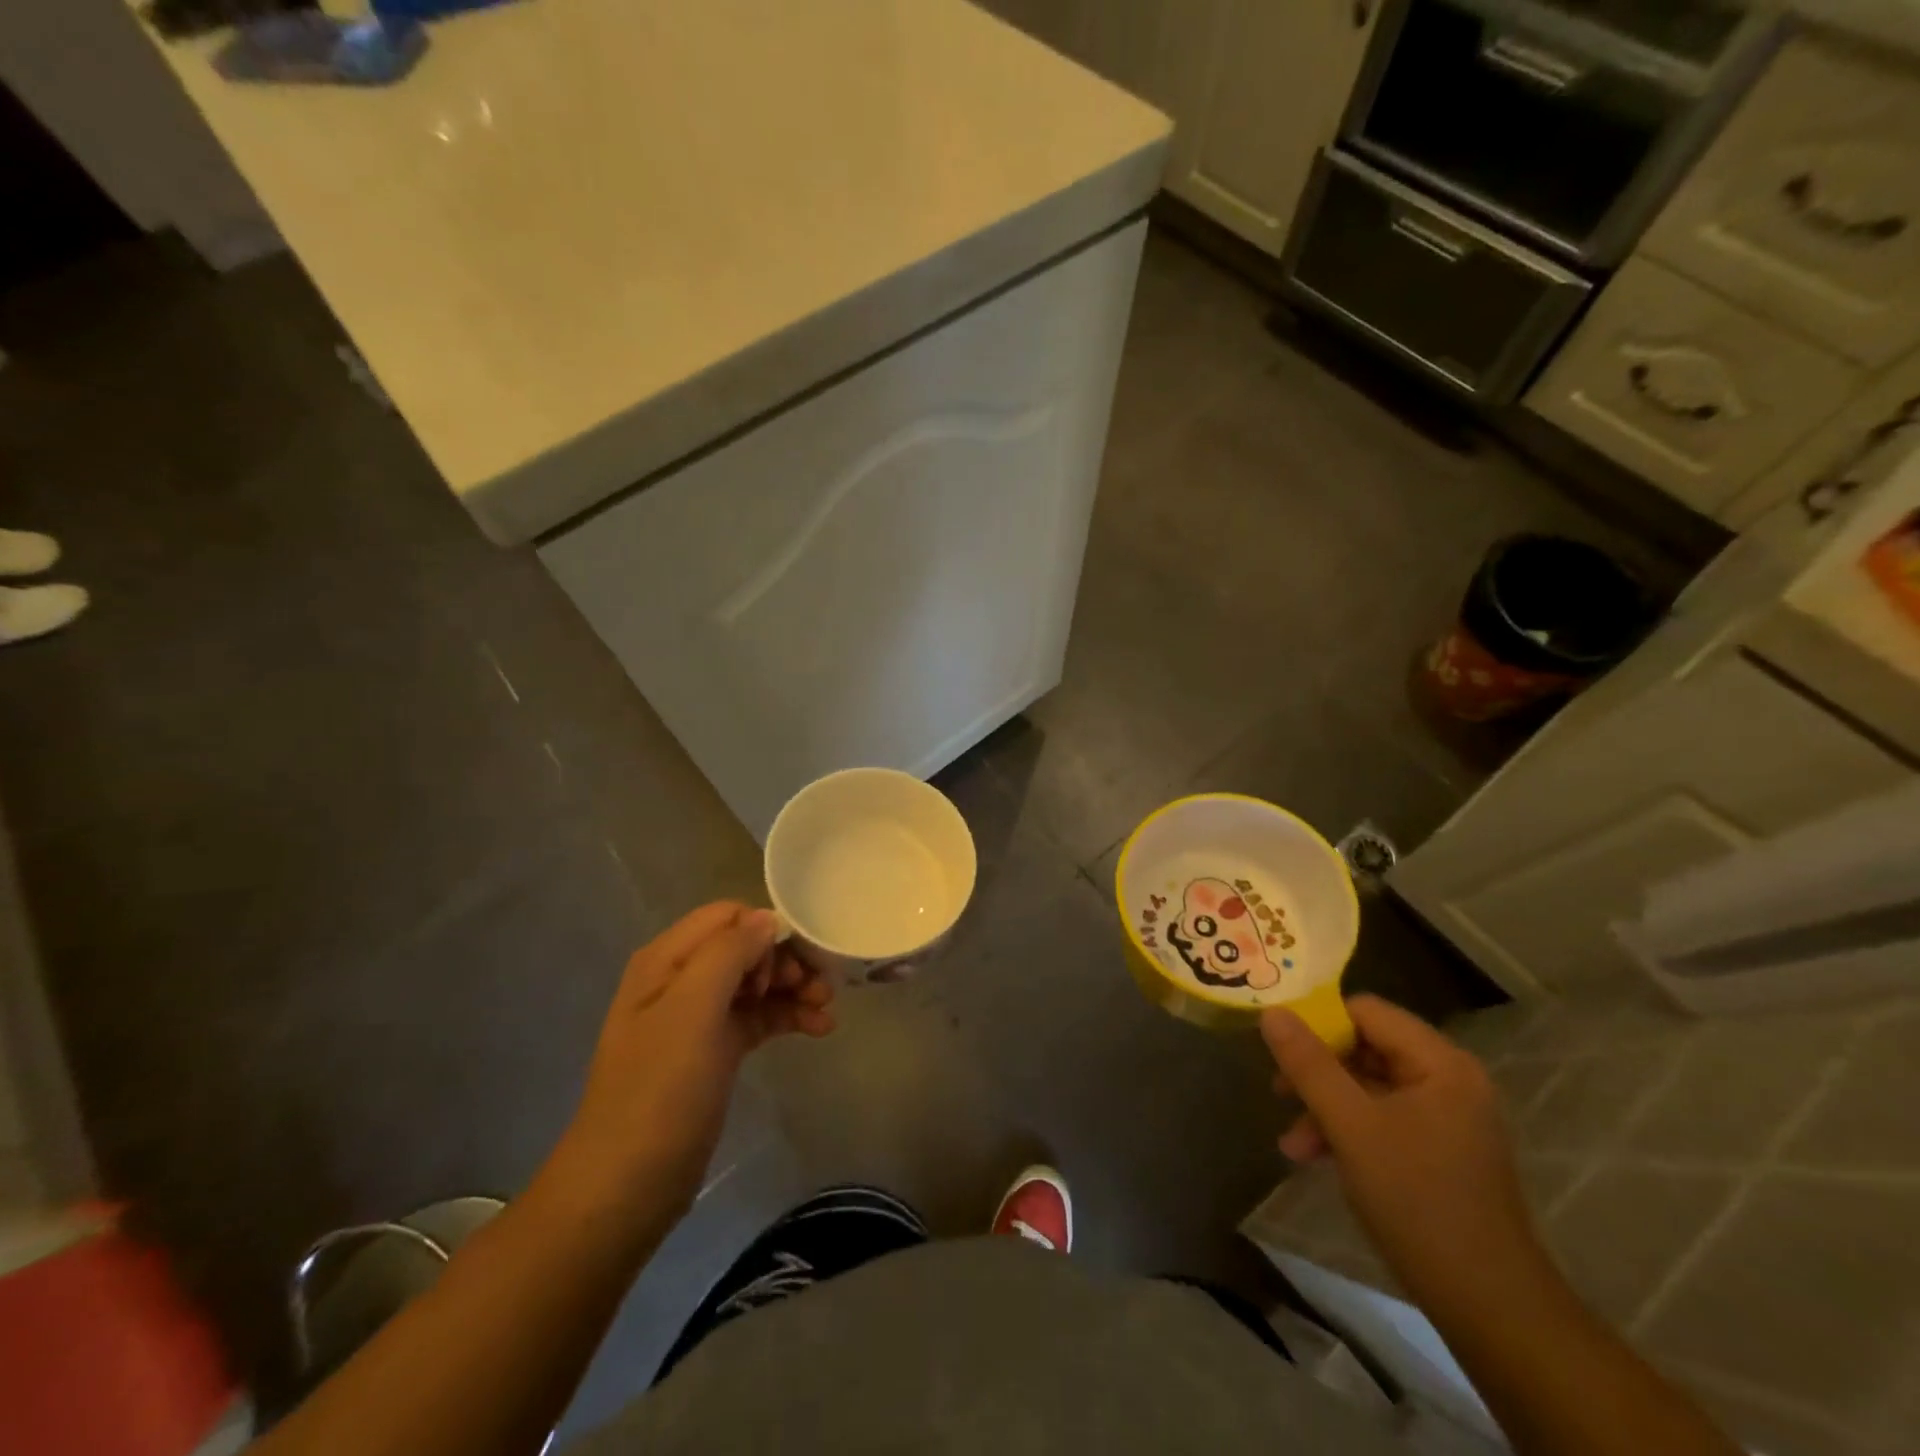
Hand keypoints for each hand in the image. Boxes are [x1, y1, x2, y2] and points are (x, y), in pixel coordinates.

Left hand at [549, 903, 834, 1222]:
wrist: (628, 1185)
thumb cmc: (660, 1090)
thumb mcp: (692, 1010)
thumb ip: (728, 953)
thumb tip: (767, 919)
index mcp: (667, 960)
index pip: (727, 916)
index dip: (764, 931)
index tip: (791, 965)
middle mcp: (682, 979)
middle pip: (746, 947)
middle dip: (787, 961)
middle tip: (819, 988)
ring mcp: (698, 1017)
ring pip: (757, 982)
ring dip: (794, 989)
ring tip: (828, 1009)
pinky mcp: (716, 1050)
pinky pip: (759, 1016)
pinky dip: (788, 1017)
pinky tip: (819, 1029)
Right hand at [1261, 995, 1543, 1308]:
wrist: (1488, 1306)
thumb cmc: (1418, 1201)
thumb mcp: (1351, 1126)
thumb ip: (1309, 1064)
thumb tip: (1272, 1011)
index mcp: (1439, 1062)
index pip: (1365, 1011)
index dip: (1318, 1021)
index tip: (1278, 1046)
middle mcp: (1448, 1078)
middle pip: (1365, 1047)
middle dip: (1317, 1071)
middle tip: (1278, 1092)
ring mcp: (1446, 1116)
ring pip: (1368, 1086)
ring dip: (1326, 1106)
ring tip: (1292, 1143)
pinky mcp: (1440, 1149)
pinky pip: (1382, 1117)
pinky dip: (1347, 1130)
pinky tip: (1316, 1157)